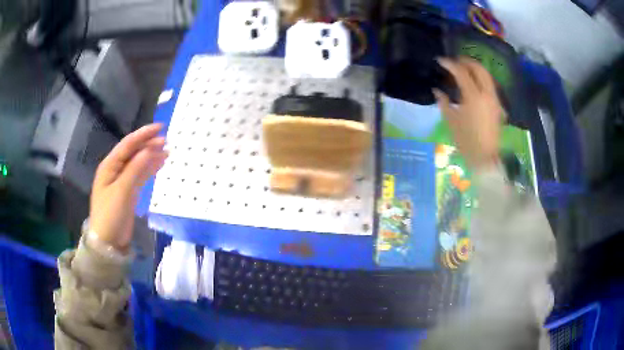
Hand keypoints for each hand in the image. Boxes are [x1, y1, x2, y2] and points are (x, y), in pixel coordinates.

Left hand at [90, 124, 167, 251]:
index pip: (127, 145)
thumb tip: (150, 149)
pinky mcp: (128, 191)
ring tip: (167, 152)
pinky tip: (159, 165)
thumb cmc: (111, 214)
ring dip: (151, 157)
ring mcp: (122, 181)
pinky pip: (140, 176)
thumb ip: (135, 169)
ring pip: (138, 164)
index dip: (143, 135)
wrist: (108, 241)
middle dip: (148, 145)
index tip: (160, 128)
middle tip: (166, 141)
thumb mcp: (122, 191)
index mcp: (109, 166)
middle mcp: (115, 170)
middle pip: (133, 152)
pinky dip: (150, 170)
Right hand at [434, 57, 502, 169]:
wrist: (485, 158)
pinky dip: (482, 80)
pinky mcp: (498, 106)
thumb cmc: (466, 141)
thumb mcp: (451, 121)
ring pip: (487, 76)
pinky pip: (490, 86)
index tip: (440, 61)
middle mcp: (486, 94)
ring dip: (476, 69)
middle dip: (467, 62)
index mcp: (473, 97)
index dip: (450, 64)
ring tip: (465, 69)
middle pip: (479, 69)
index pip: (461, 72)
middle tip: (456, 61)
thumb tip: (437, 90)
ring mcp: (494, 100)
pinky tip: (475, 84)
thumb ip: (443, 102)